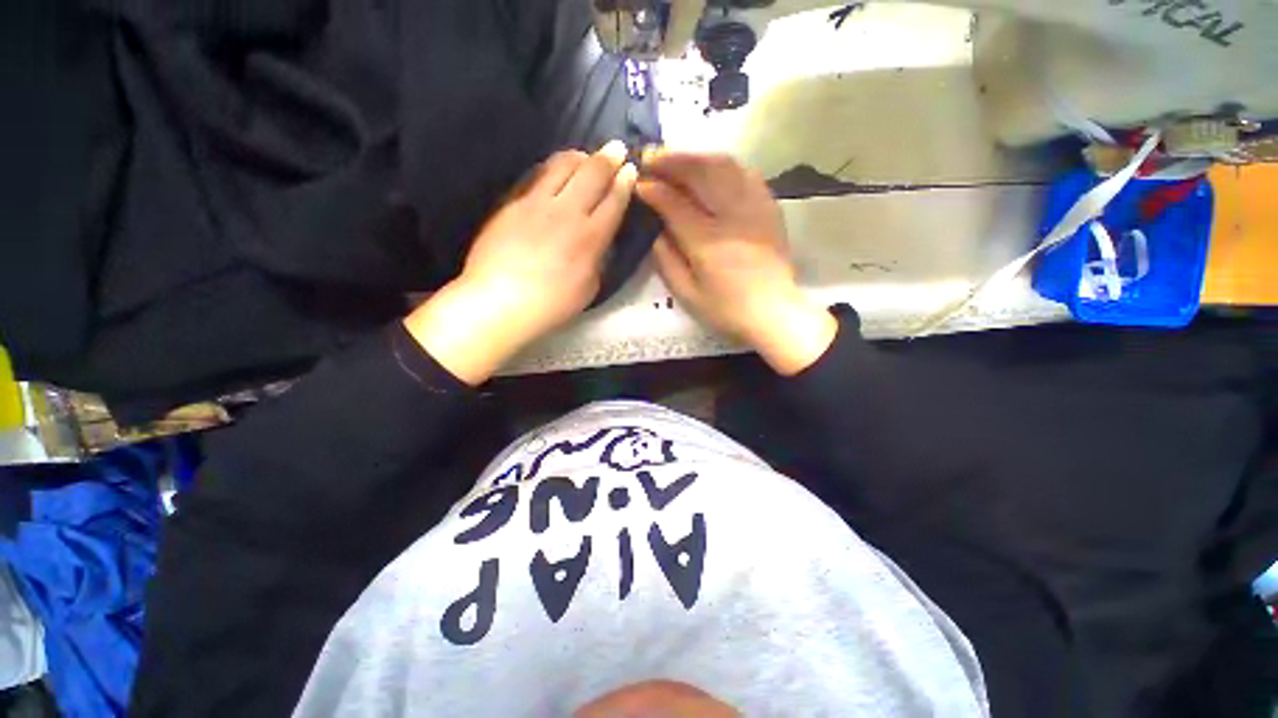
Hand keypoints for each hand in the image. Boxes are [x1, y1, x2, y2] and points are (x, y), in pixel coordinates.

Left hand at [405, 142, 637, 383]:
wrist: (500, 301)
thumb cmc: (551, 305)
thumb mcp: (589, 288)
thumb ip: (598, 258)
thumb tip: (599, 240)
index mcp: (590, 237)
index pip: (614, 201)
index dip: (625, 183)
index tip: (631, 170)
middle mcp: (567, 212)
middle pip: (592, 174)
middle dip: (609, 158)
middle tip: (617, 149)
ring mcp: (537, 203)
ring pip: (562, 165)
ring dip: (580, 157)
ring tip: (586, 156)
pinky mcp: (513, 203)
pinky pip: (537, 175)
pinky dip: (553, 167)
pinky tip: (555, 170)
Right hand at [636, 152, 836, 375]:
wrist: (774, 314)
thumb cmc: (726, 310)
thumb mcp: (687, 294)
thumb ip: (666, 260)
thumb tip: (653, 229)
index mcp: (708, 242)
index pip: (674, 204)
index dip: (653, 190)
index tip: (638, 184)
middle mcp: (732, 217)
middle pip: (701, 172)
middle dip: (672, 160)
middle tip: (651, 158)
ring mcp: (755, 208)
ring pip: (725, 165)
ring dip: (696, 156)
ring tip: (676, 159)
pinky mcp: (769, 208)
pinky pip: (746, 173)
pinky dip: (723, 165)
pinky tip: (710, 169)